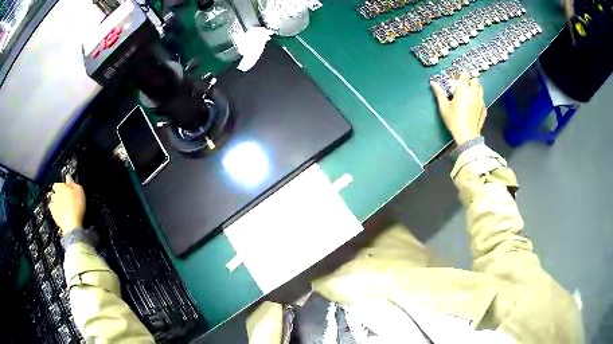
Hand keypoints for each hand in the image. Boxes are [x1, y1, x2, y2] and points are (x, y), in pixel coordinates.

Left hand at [48, 176, 85, 235]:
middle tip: (64, 198)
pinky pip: (53, 212)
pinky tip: (59, 214)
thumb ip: (72, 183)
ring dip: (55, 203)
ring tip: (61, 207)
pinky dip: (55, 212)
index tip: (66, 189)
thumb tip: (68, 177)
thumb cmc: (77, 205)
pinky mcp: (54, 217)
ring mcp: (53, 207)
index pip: (57, 184)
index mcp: (60, 187)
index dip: (61, 186)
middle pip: (54, 193)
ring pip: (52, 202)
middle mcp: (54, 195)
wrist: (72, 225)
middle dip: (57, 195)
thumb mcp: (79, 191)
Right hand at [431, 73, 486, 144]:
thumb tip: (433, 83)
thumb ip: (439, 93)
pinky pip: (483, 100)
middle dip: (470, 81)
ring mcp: (480, 101)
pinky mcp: (484, 109)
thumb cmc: (454, 120)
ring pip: (481, 89)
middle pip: (475, 80)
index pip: (465, 76)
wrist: (466, 136)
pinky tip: (475, 105)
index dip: (461, 76)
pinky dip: (479, 100)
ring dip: (476, 88)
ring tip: (470, 94)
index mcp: (463, 90)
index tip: (458, 79)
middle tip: (465, 86)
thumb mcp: (444, 107)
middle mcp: (473, 93)